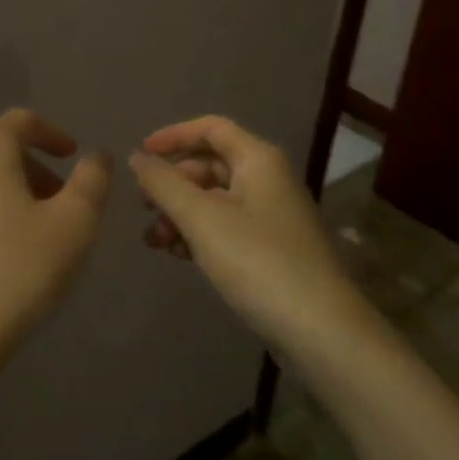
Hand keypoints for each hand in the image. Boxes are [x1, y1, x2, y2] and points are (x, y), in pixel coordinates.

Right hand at [130, 116, 365, 351]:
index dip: (173, 136)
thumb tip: (137, 158)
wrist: (321, 331)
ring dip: (181, 213)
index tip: (140, 156)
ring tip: (154, 240)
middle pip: (210, 165)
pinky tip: (177, 255)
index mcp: (258, 160)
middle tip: (143, 206)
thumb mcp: (201, 218)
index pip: (211, 128)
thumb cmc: (258, 262)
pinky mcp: (271, 250)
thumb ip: (164, 184)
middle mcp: (268, 180)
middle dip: (173, 183)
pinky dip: (199, 234)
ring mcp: (271, 216)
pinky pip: (226, 227)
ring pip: (215, 200)